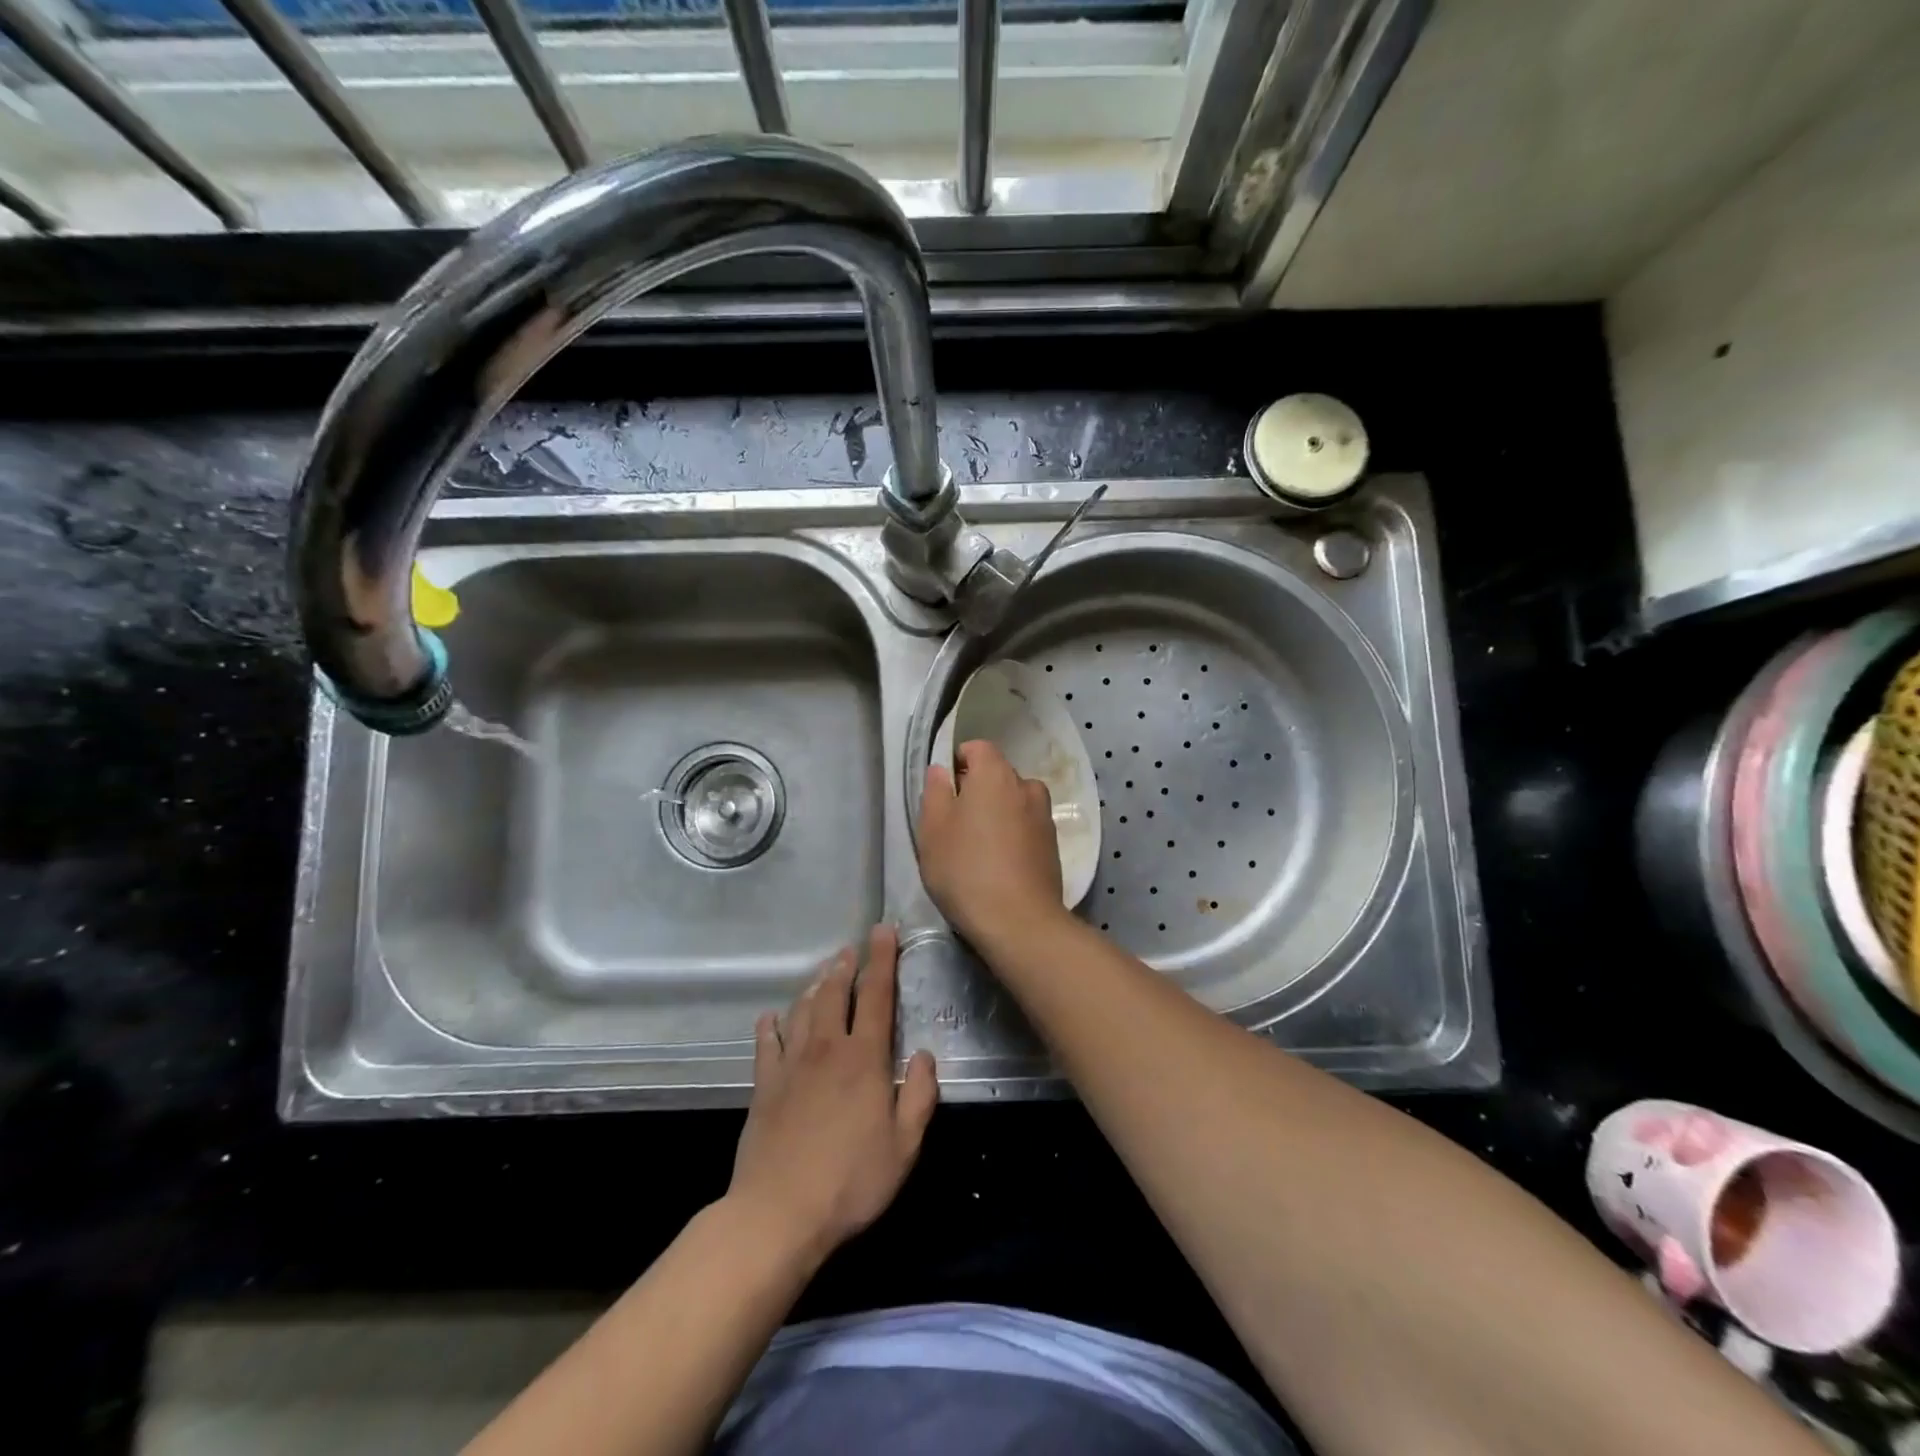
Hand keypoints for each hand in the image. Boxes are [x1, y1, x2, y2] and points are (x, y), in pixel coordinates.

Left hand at [727, 925, 938, 1267]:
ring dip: (815, 986)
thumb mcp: (904, 1146)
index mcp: (864, 1058)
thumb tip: (925, 1055)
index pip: (877, 995)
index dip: (882, 959)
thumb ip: (920, 1096)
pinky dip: (771, 1024)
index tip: (884, 930)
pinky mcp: (764, 1084)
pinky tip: (772, 1017)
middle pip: (836, 992)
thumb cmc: (850, 1182)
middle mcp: (827, 1048)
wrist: (778, 1213)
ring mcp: (791, 1064)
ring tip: (824, 973)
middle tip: (853, 947)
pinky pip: (767, 1042)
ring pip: (803, 1009)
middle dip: (846, 965)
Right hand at [918, 740, 1065, 947]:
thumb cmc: (966, 870)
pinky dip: (1013, 835)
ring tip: (979, 847)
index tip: (944, 792)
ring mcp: (1044, 816)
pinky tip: (999, 864)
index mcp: (995, 774)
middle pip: (997, 774)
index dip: (958, 762)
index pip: (978, 748)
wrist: (1020, 922)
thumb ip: (935, 792)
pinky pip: (1027, 826)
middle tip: (955, 824)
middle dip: (977, 790)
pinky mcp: (1053, 845)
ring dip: (997, 813)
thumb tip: (941, 770)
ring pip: (1014, 801)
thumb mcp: (933, 830)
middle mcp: (1026, 786)